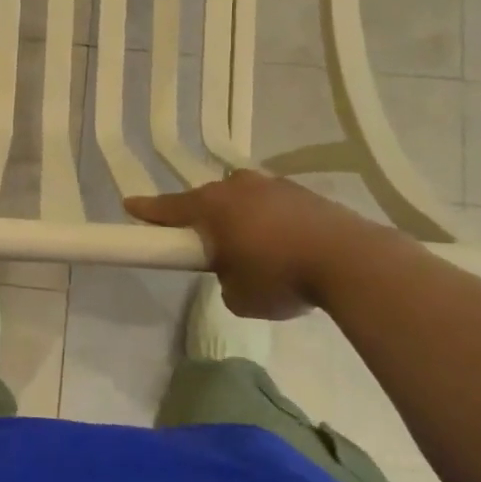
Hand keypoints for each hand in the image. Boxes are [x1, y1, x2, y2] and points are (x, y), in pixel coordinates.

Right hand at [125, 171, 395, 318]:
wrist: (350, 260)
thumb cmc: (281, 277)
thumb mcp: (239, 296)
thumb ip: (225, 280)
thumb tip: (235, 272)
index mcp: (213, 207)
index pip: (170, 208)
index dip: (148, 211)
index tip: (130, 205)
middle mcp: (239, 187)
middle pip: (209, 199)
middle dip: (203, 217)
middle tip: (204, 241)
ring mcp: (274, 185)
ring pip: (244, 198)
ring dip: (240, 217)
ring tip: (252, 247)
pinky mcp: (304, 193)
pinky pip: (273, 204)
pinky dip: (271, 221)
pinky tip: (284, 244)